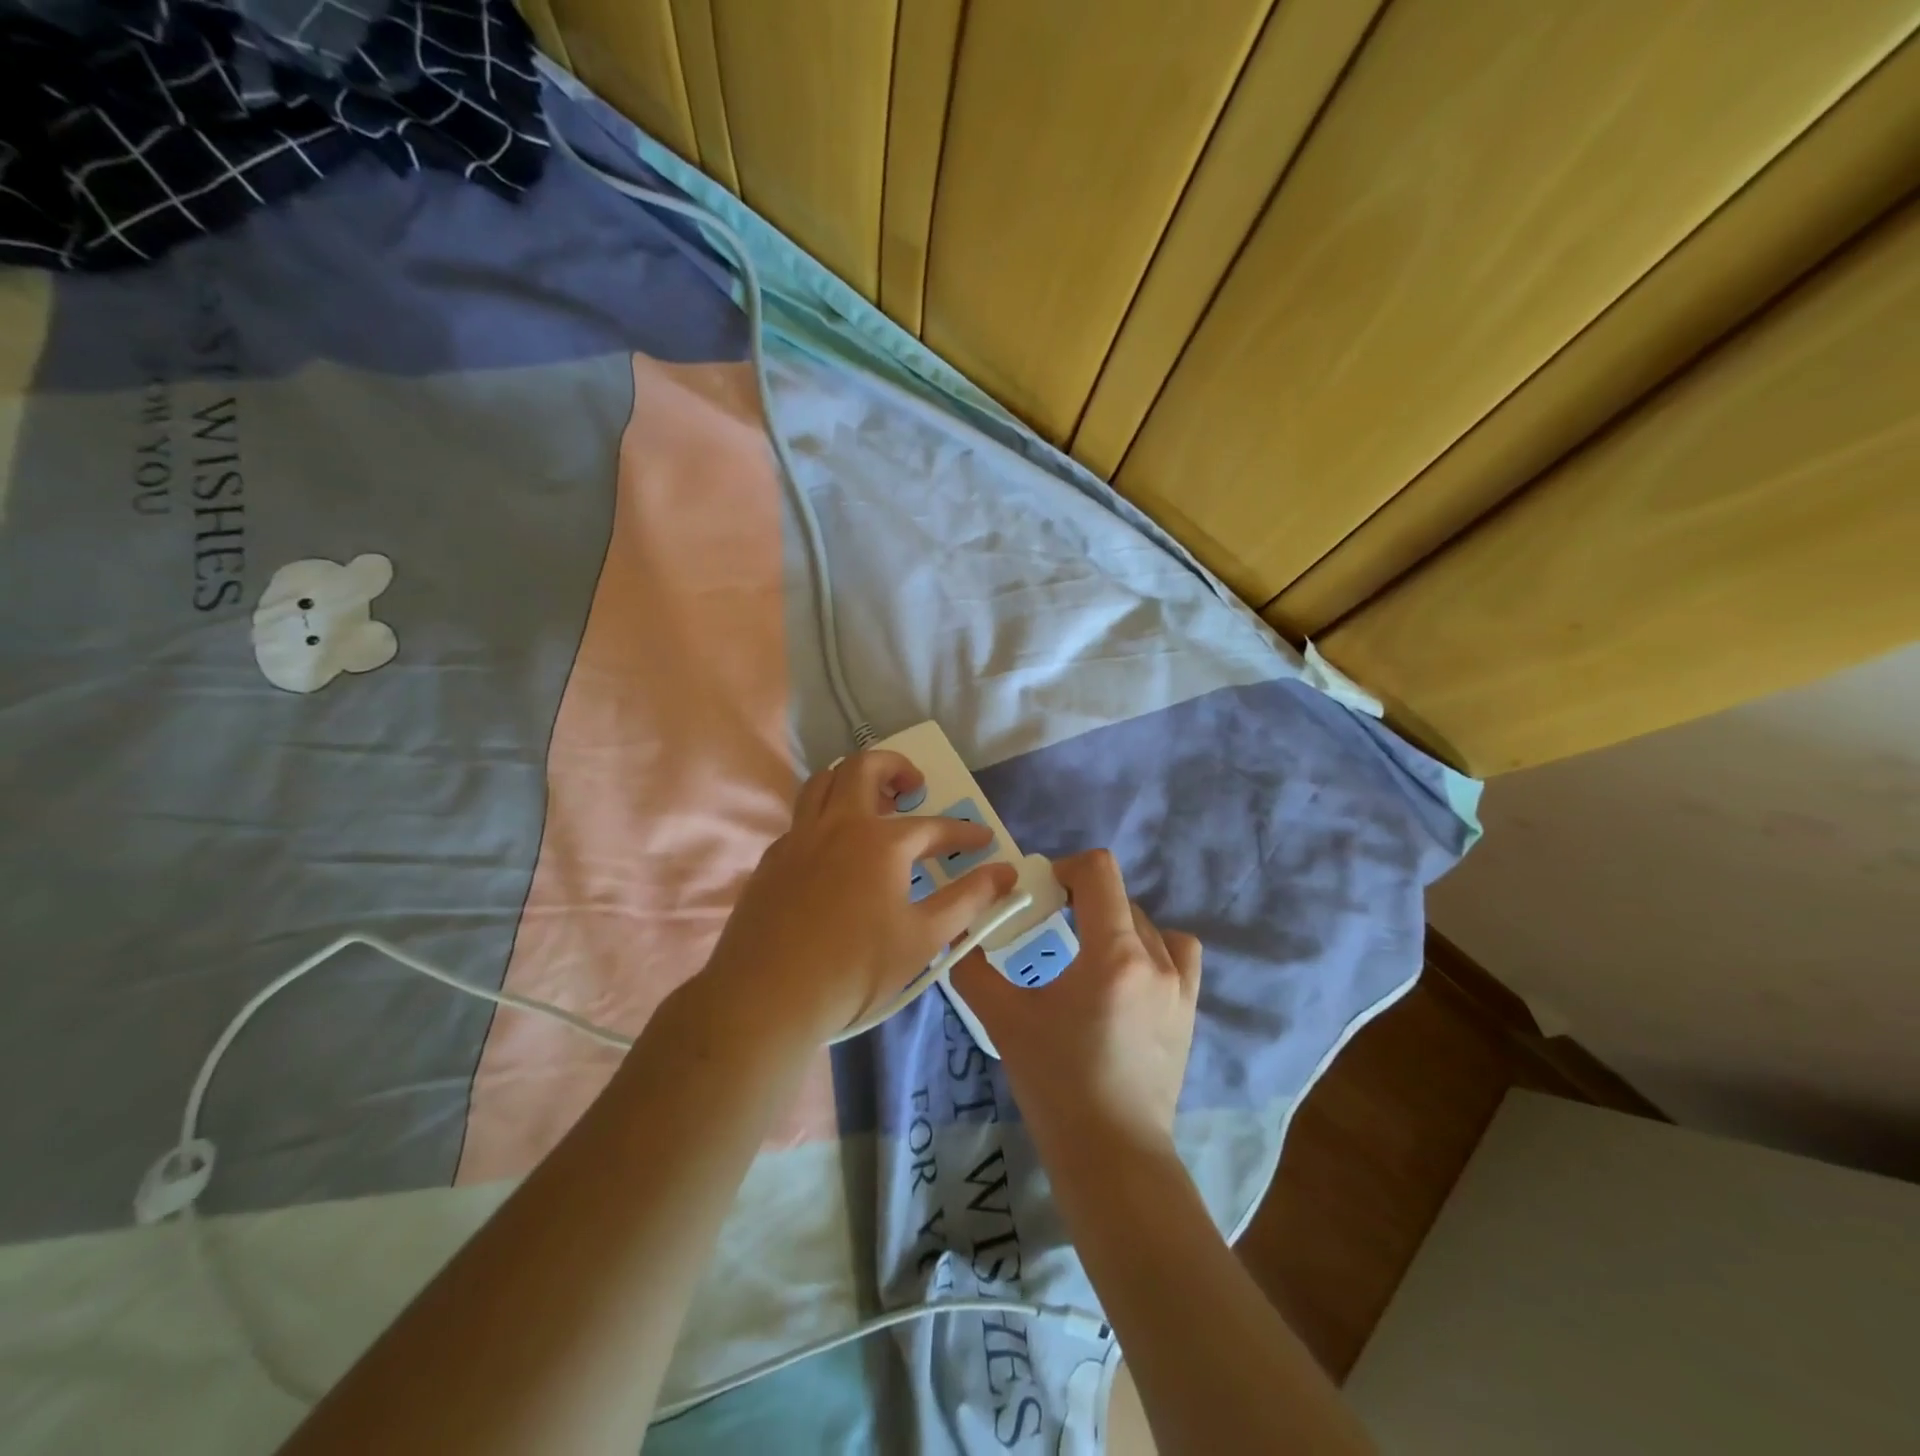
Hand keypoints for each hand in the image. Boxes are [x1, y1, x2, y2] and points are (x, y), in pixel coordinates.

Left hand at [700, 749, 1018, 1042]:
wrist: (767, 996)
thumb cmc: (855, 969)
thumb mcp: (924, 938)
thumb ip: (968, 900)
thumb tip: (1006, 874)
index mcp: (880, 842)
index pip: (934, 826)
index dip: (964, 832)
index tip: (984, 840)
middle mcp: (838, 825)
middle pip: (864, 768)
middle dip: (895, 767)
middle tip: (913, 786)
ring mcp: (799, 838)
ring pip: (822, 782)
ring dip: (851, 779)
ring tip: (872, 802)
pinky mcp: (772, 859)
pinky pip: (801, 818)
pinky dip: (823, 816)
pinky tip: (833, 848)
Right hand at [952, 849, 1200, 1164]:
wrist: (1111, 1154)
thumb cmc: (1056, 1084)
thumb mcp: (1004, 1021)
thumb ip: (974, 971)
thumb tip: (958, 939)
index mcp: (1113, 953)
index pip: (1100, 871)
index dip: (1066, 868)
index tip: (1041, 893)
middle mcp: (1155, 959)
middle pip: (1120, 896)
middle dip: (1082, 899)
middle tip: (1050, 925)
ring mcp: (1179, 987)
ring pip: (1149, 925)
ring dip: (1117, 923)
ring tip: (1090, 951)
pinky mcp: (1189, 1012)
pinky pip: (1178, 957)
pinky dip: (1152, 950)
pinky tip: (1126, 978)